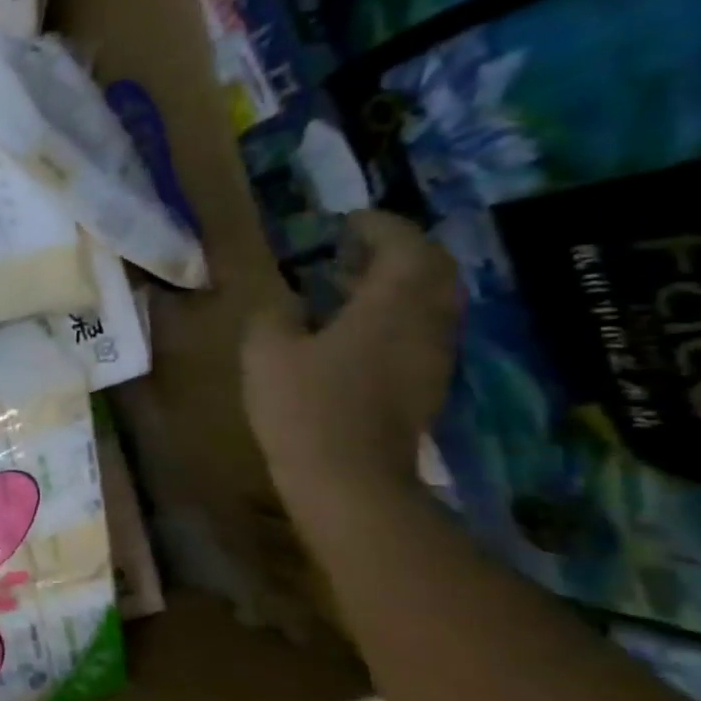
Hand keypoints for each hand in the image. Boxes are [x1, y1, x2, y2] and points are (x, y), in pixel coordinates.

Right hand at [243, 211, 460, 512]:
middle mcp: (425, 323)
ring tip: (353, 284)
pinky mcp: (424, 386)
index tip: (348, 220)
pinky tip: (358, 329)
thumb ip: (273, 314)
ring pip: (432, 301)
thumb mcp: (267, 352)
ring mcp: (431, 357)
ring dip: (400, 283)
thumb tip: (281, 299)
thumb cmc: (305, 407)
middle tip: (357, 247)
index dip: (380, 225)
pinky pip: (421, 331)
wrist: (349, 480)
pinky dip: (397, 314)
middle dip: (400, 250)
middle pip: (433, 270)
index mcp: (390, 305)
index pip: (405, 245)